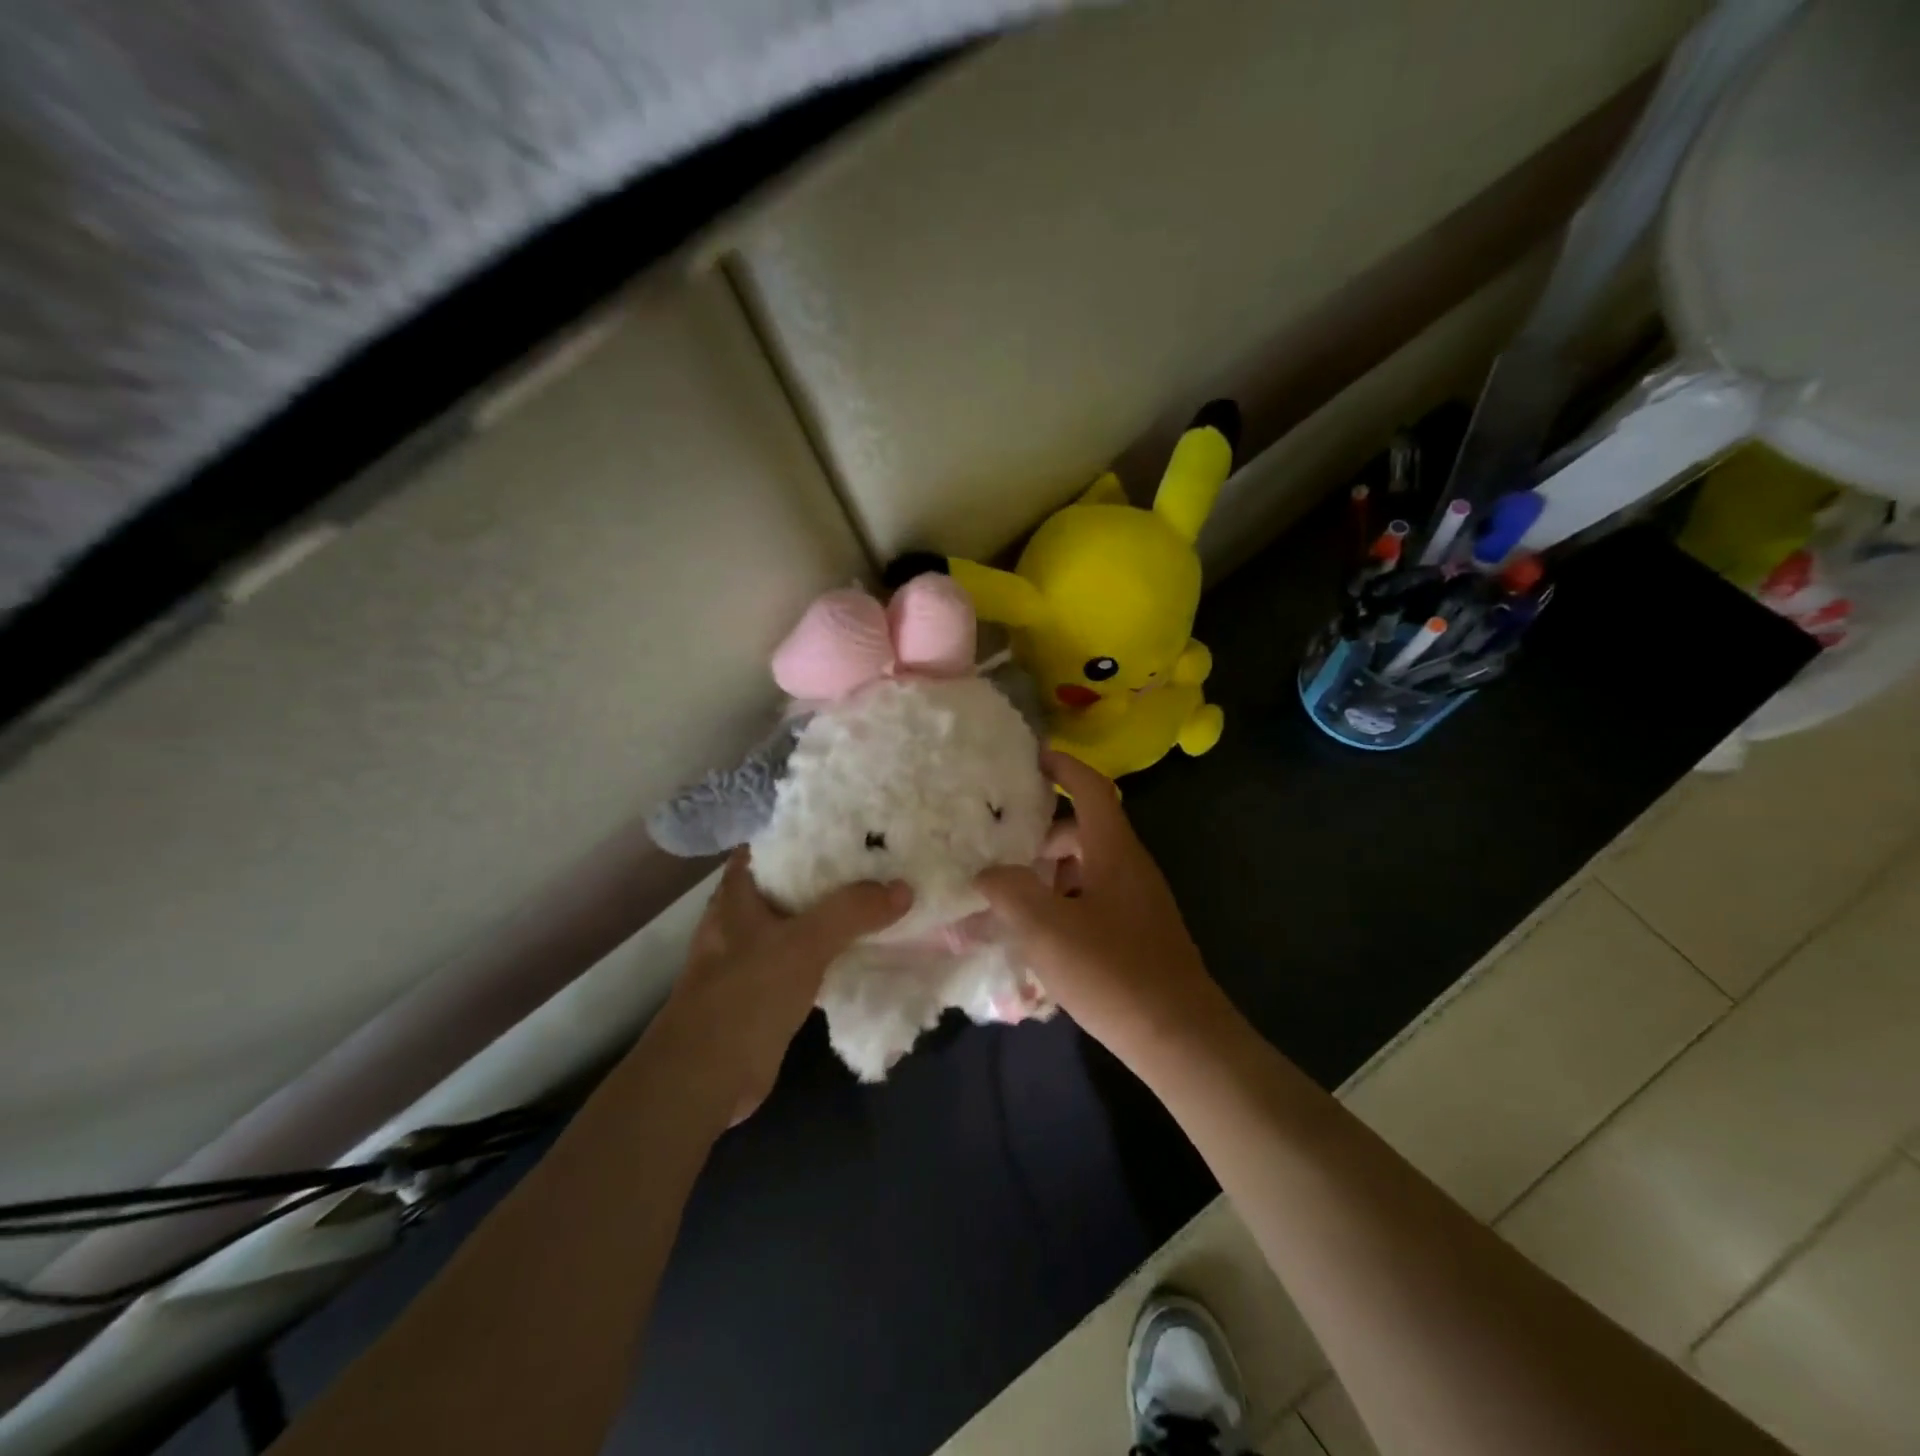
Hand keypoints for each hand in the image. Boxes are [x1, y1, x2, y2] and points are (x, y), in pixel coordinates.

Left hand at [661, 850, 910, 1122]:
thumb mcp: (803, 943)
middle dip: (832, 871)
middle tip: (881, 856)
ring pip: (804, 921)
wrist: (706, 1078)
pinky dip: (836, 950)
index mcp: (738, 894)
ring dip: (837, 913)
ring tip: (884, 894)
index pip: (770, 844)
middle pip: (792, 882)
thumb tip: (904, 888)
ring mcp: (755, 955)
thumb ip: (851, 911)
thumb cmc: (745, 995)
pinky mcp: (770, 989)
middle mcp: (743, 917)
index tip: (849, 823)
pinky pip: (810, 957)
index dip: (805, 830)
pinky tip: (869, 946)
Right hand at [975, 751, 1230, 1057]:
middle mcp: (1129, 867)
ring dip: (1048, 874)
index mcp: (1114, 851)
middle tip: (998, 845)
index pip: (1091, 788)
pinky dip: (1062, 904)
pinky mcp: (1136, 934)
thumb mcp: (1046, 929)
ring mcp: (1136, 902)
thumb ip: (1009, 891)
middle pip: (1083, 831)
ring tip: (1007, 895)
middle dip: (1040, 834)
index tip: (1030, 757)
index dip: (1062, 766)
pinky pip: (1092, 901)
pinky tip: (1036, 935)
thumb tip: (987, 873)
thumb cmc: (1113, 972)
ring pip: (1085, 869)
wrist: (1180, 1038)